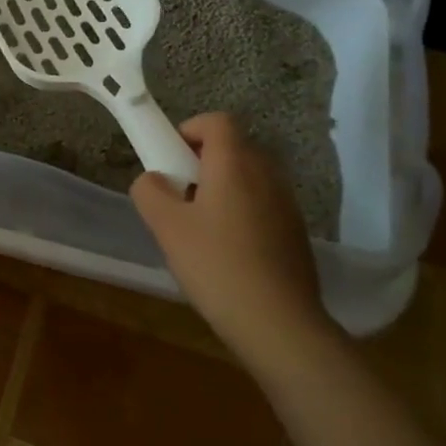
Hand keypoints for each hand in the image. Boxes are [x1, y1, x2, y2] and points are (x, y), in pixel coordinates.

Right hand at [131, 113, 331, 369]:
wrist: (280, 324)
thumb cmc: (217, 266)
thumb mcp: (167, 227)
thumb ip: (150, 192)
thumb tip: (154, 180)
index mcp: (235, 163)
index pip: (217, 121)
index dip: (189, 130)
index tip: (170, 161)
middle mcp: (266, 174)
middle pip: (232, 147)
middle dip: (201, 163)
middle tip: (179, 197)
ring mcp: (286, 203)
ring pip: (247, 178)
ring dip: (221, 189)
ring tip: (200, 230)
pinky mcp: (295, 232)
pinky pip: (261, 204)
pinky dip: (241, 213)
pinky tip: (226, 254)